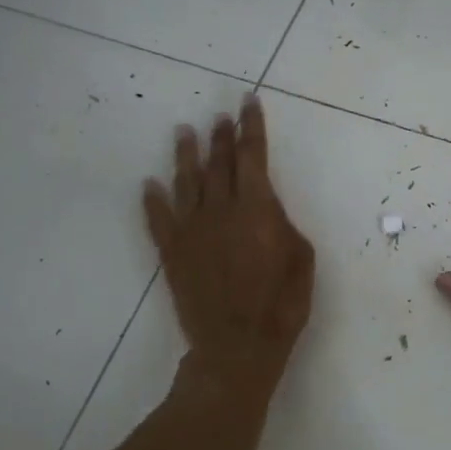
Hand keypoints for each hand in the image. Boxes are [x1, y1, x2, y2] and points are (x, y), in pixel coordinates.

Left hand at [144, 95, 313, 385]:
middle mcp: (220, 209)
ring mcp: (192, 229)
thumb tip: (266, 206)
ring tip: (184, 132)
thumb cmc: (281, 303)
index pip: (253, 156)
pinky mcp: (172, 252)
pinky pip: (158, 219)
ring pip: (186, 182)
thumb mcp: (301, 256)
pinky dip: (152, 200)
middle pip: (219, 163)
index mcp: (256, 207)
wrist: (238, 345)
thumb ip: (282, 222)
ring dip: (185, 155)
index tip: (247, 104)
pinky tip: (148, 185)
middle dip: (221, 136)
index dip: (251, 127)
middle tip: (220, 117)